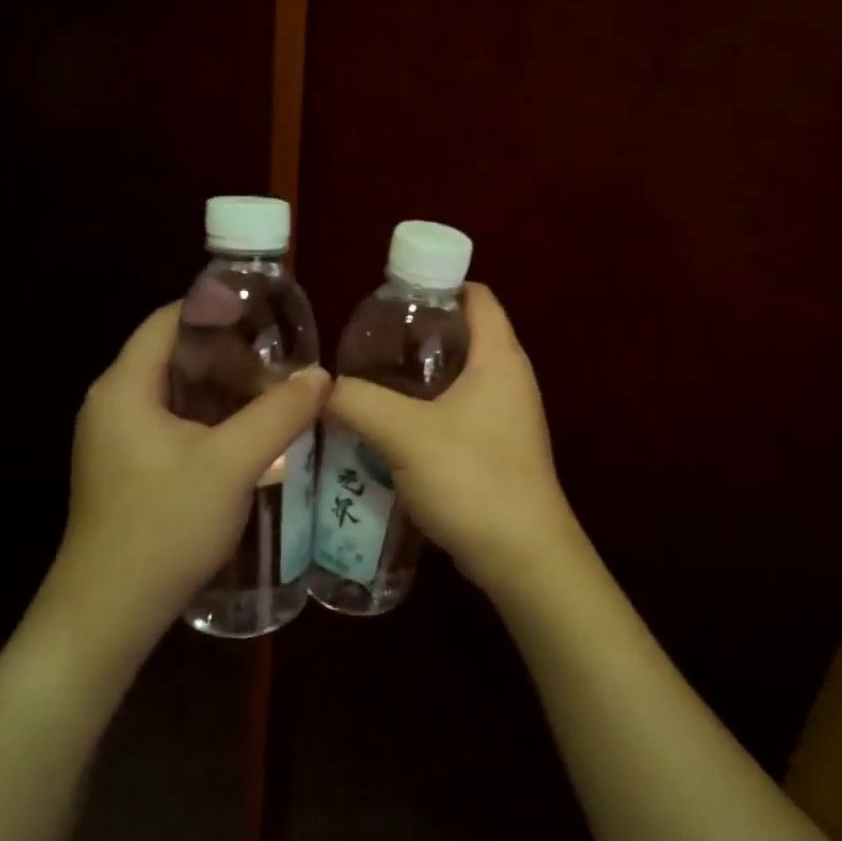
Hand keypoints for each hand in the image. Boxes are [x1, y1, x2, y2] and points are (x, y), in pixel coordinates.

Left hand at [42, 303, 328, 649]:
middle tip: (281, 363)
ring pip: (175, 394)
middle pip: (173, 355)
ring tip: (274, 395)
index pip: (169, 321)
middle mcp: (112, 405)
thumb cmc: (164, 527)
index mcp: (124, 388)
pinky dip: (209, 419)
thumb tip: (322, 375)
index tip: (269, 318)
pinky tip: (248, 437)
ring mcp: (115, 440)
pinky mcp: (125, 470)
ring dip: (223, 390)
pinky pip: (171, 425)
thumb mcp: (231, 465)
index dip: (217, 310)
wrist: (108, 614)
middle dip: (229, 354)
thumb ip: (278, 414)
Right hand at [325, 284, 582, 594]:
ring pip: (455, 379)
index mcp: (499, 358)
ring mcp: (505, 417)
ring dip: (415, 378)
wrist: (522, 557)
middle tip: (364, 342)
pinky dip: (423, 412)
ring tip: (366, 381)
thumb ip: (357, 401)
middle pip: (462, 335)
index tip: (388, 295)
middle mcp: (509, 379)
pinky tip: (386, 427)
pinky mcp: (495, 450)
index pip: (475, 295)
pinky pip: (455, 414)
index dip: (436, 283)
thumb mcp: (405, 434)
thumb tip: (319, 386)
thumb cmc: (473, 478)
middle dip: (414, 334)